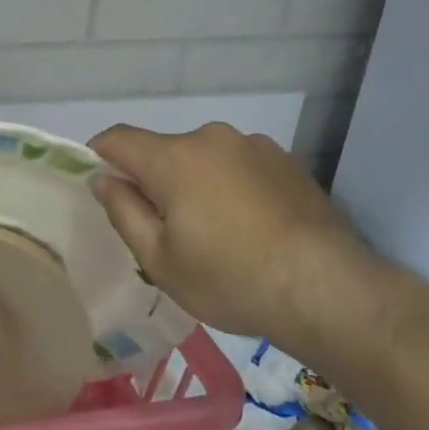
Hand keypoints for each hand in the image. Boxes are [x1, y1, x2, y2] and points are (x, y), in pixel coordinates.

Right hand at [90, 122, 380, 359]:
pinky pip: (238, 165)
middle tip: (165, 228)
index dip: (100, 155)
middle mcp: (212, 138)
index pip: (118, 138)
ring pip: (203, 157)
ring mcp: (254, 146)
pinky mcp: (286, 161)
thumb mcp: (159, 260)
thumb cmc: (230, 279)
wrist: (328, 291)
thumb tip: (103, 178)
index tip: (102, 185)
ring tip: (215, 231)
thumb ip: (123, 211)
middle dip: (154, 179)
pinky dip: (230, 185)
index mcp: (174, 158)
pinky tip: (250, 226)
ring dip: (195, 182)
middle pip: (163, 150)